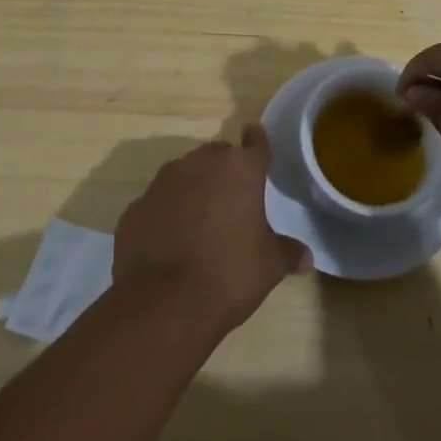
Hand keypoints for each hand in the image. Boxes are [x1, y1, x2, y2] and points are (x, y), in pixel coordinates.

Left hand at [113, 125, 308, 333]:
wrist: (163, 304)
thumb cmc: (229, 274)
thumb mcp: (269, 266)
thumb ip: (287, 253)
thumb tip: (306, 258)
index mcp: (240, 169)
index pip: (256, 143)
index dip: (258, 141)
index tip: (256, 136)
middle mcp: (199, 164)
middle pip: (217, 156)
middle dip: (225, 171)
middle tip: (233, 199)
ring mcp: (162, 183)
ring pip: (183, 175)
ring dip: (193, 190)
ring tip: (200, 223)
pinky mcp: (134, 208)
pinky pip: (157, 204)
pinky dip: (165, 215)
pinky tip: (169, 243)